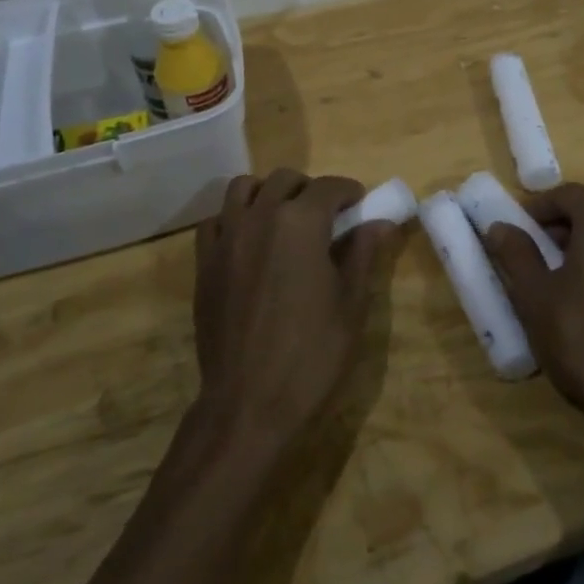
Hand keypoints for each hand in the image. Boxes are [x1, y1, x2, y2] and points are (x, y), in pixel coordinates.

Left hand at [192, 170, 396, 450]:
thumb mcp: (351, 304)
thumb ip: (363, 253)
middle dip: (310, 189)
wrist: (248, 403)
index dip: (349, 192)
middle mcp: (259, 217)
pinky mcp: (204, 263)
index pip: (329, 187)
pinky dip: (234, 218)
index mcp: (300, 223)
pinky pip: (216, 220)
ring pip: (244, 189)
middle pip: (285, 180)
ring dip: (268, 193)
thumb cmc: (311, 354)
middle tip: (326, 216)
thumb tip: (380, 222)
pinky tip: (249, 242)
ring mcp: (226, 238)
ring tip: (284, 220)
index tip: (360, 205)